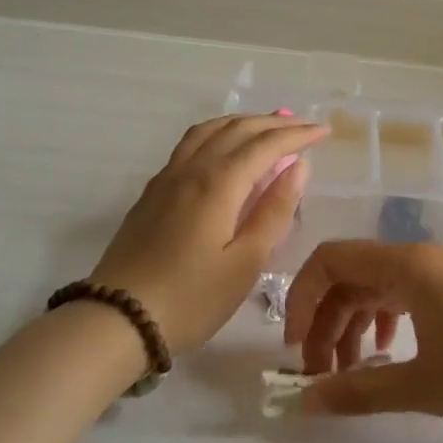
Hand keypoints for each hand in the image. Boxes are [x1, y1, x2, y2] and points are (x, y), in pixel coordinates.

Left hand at [91, 114, 328, 353]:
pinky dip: (216, 135)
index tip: (324, 132)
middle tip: (303, 126)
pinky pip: (189, 145)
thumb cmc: (192, 298)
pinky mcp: (152, 193)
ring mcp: (166, 179)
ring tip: (265, 128)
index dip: (297, 135)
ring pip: (208, 131)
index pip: (265, 145)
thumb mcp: (245, 263)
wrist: (117, 319)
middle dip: (273, 123)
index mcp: (218, 184)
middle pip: (236, 129)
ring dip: (242, 123)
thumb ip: (274, 211)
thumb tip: (298, 167)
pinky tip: (222, 151)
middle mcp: (191, 170)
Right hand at [284, 241, 442, 430]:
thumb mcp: (424, 387)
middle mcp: (420, 259)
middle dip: (323, 322)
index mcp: (406, 266)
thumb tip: (304, 401)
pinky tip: (387, 357)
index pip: (330, 261)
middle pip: (350, 276)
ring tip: (348, 374)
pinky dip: (383, 323)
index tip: (294, 350)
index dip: (300, 300)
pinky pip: (404, 297)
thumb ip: (359, 391)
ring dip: (351, 326)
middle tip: (317, 376)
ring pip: (376, 289)